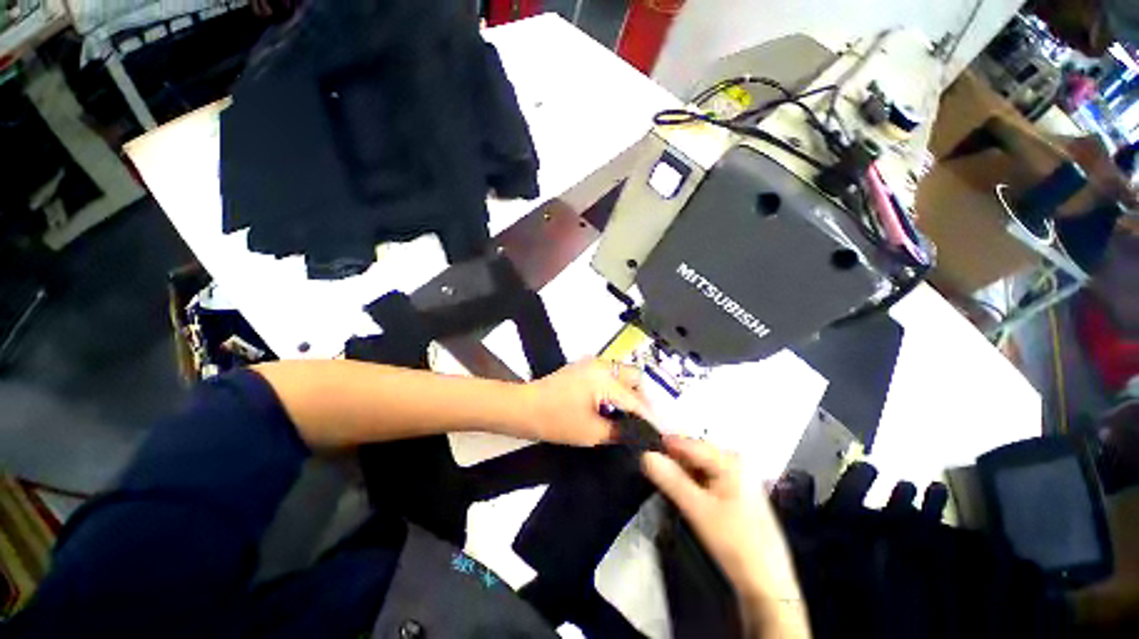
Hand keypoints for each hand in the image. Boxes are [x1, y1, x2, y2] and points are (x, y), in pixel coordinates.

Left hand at [519, 359, 652, 446]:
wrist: (523, 407)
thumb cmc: (556, 420)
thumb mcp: (591, 433)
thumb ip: (619, 432)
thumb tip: (639, 434)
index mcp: (605, 379)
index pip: (635, 399)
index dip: (649, 417)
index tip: (660, 433)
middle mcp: (601, 365)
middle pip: (633, 376)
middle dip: (642, 398)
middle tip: (643, 421)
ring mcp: (590, 363)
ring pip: (621, 373)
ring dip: (629, 391)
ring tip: (630, 416)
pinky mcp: (582, 367)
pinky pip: (608, 374)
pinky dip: (616, 387)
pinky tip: (613, 405)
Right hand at [642, 436, 809, 636]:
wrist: (768, 583)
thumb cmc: (734, 542)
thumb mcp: (697, 509)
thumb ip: (671, 480)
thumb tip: (645, 454)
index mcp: (729, 459)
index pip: (687, 443)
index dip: (663, 445)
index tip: (641, 449)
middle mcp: (735, 461)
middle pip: (693, 452)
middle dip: (672, 459)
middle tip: (650, 469)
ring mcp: (738, 476)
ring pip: (699, 466)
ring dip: (681, 472)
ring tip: (663, 481)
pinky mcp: (736, 491)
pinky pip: (707, 477)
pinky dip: (692, 482)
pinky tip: (683, 493)